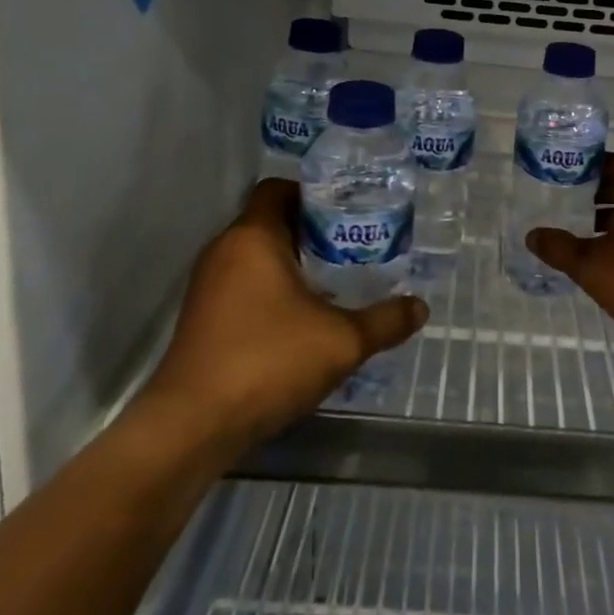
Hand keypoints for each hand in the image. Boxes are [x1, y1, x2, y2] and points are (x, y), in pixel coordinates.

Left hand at [146, 179, 426, 446]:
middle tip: (351, 245)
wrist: (193, 426)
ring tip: (334, 280)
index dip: (312, 193)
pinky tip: (301, 319)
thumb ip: (385, 321)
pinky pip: (241, 285)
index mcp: (253, 237)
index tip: (347, 210)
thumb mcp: (341, 341)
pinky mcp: (201, 318)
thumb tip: (420, 307)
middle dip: (310, 231)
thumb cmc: (268, 361)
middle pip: (269, 221)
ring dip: (290, 263)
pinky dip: (270, 290)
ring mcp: (207, 286)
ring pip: (254, 256)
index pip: (277, 189)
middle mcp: (224, 251)